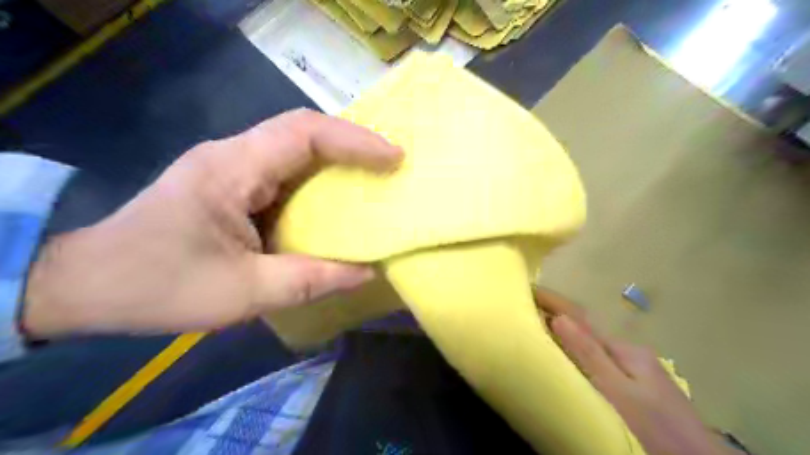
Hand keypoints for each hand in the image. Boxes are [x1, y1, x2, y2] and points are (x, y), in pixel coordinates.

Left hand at [22, 109, 403, 337]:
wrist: (88, 285)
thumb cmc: (160, 286)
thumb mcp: (244, 292)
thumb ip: (310, 280)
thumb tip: (365, 273)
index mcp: (232, 170)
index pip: (303, 133)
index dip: (355, 140)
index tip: (393, 157)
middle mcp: (232, 155)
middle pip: (301, 131)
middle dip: (351, 143)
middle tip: (389, 164)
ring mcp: (229, 167)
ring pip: (293, 147)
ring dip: (336, 157)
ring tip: (371, 177)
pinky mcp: (229, 183)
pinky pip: (283, 169)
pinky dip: (316, 177)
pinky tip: (332, 198)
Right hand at [536, 288, 741, 454]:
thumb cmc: (658, 428)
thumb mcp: (620, 392)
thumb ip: (590, 355)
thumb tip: (559, 318)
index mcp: (625, 350)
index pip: (582, 319)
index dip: (555, 302)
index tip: (529, 288)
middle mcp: (630, 354)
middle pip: (587, 330)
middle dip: (557, 316)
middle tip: (526, 309)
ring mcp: (636, 370)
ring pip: (592, 346)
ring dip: (566, 334)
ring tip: (539, 329)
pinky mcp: (637, 388)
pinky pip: (598, 361)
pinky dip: (578, 353)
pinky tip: (569, 359)